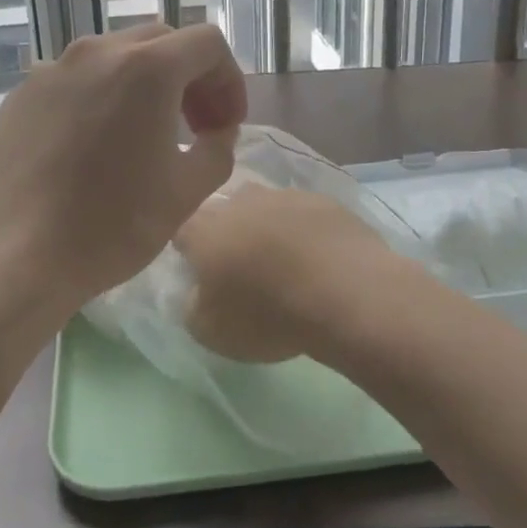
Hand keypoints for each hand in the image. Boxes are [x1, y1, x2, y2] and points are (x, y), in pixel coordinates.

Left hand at [0, 22, 247, 322]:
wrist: (14, 257)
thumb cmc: (110, 225)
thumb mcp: (187, 192)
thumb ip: (217, 148)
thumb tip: (215, 132)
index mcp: (147, 68)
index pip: (207, 43)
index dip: (229, 80)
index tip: (226, 125)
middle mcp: (97, 52)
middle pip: (161, 42)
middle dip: (190, 78)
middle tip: (195, 127)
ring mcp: (52, 70)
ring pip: (114, 58)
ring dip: (144, 85)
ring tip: (144, 135)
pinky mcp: (21, 95)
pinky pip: (75, 81)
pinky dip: (100, 98)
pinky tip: (93, 147)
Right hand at [175, 183, 398, 362]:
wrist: (345, 293)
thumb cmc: (267, 314)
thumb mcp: (210, 331)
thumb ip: (193, 306)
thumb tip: (198, 293)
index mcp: (203, 229)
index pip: (181, 231)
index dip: (187, 251)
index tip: (199, 273)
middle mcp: (239, 201)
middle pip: (223, 211)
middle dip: (227, 233)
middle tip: (240, 266)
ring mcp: (284, 196)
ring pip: (264, 206)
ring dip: (266, 227)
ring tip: (282, 260)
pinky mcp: (324, 201)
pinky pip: (303, 214)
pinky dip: (304, 230)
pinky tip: (317, 257)